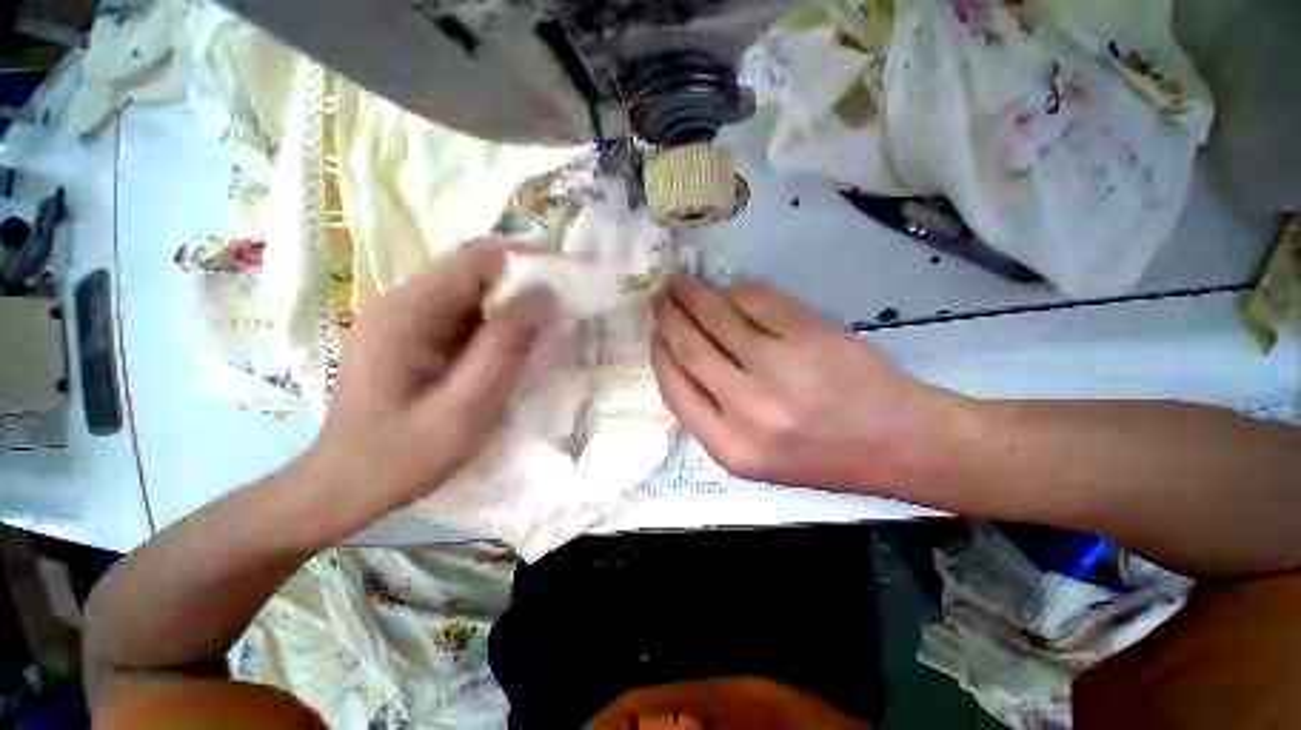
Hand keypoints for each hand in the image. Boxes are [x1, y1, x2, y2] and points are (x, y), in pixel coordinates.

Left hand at [304, 247, 550, 531]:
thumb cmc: (400, 457)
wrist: (343, 486)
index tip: (570, 276)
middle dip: (526, 284)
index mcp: (409, 312)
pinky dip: (497, 323)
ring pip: (473, 294)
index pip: (478, 261)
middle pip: (476, 273)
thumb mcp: (463, 410)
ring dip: (513, 305)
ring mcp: (404, 318)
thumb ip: (503, 351)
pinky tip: (513, 347)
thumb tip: (542, 300)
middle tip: (568, 306)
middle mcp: (403, 302)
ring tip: (549, 327)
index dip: (529, 262)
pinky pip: (464, 315)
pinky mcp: (411, 335)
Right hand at [652, 275, 962, 494]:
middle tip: (660, 297)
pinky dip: (739, 289)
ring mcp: (780, 368)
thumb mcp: (754, 456)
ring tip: (681, 282)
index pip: (675, 389)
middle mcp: (747, 409)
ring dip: (694, 294)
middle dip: (669, 317)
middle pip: (690, 348)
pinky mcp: (810, 335)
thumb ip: (711, 415)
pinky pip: (758, 301)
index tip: (655, 333)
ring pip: (719, 318)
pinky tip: (730, 286)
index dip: (660, 354)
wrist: (899, 444)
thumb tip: (681, 358)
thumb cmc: (822, 456)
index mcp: (730, 448)